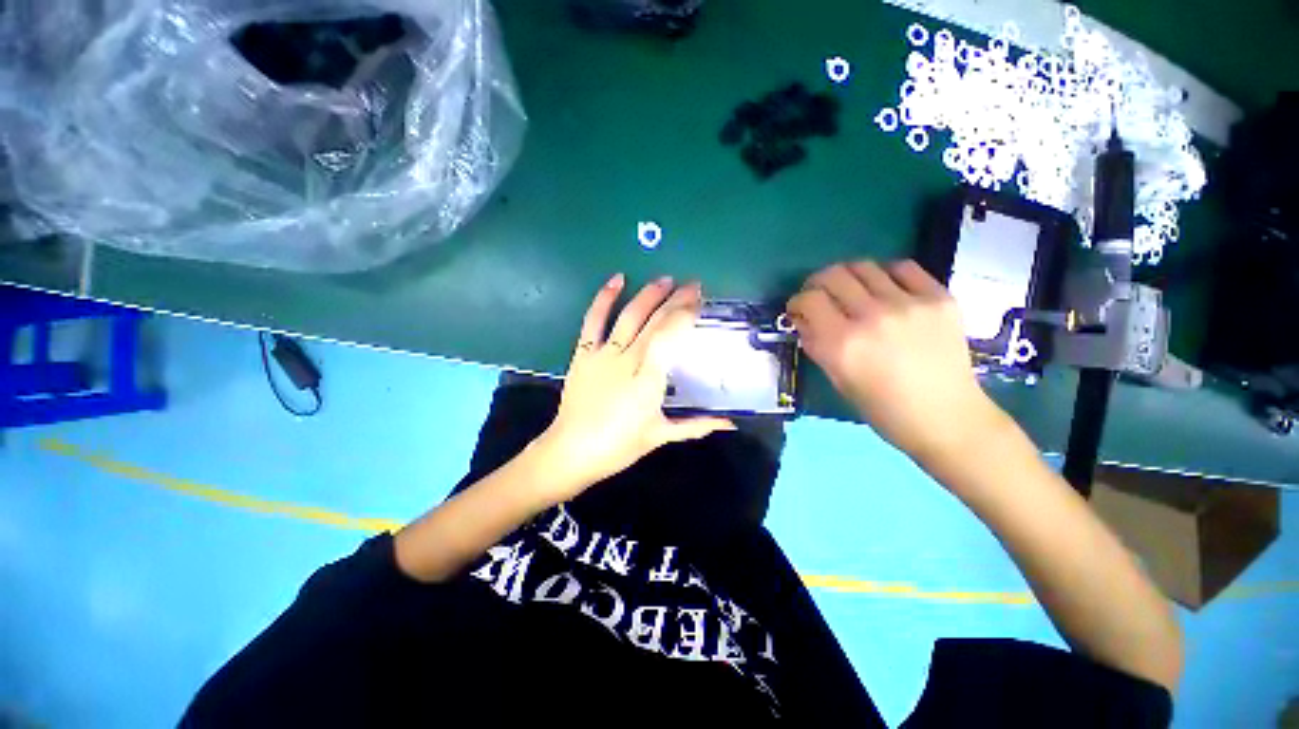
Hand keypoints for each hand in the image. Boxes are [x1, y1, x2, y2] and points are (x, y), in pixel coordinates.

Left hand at [531, 274, 735, 500]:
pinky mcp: (583, 353)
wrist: (572, 450)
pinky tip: (617, 280)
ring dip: (648, 295)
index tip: (700, 300)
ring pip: (629, 316)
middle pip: (654, 322)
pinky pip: (593, 321)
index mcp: (648, 379)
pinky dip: (604, 299)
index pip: (670, 336)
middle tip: (693, 285)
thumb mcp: (661, 436)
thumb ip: (697, 425)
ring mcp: (603, 354)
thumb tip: (731, 423)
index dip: (685, 314)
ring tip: (665, 279)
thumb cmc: (619, 446)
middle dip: (676, 300)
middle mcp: (627, 359)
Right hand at [787, 259, 1002, 465]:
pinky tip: (885, 289)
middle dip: (817, 283)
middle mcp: (872, 317)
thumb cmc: (882, 408)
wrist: (946, 416)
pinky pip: (903, 267)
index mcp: (843, 344)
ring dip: (849, 276)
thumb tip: (803, 318)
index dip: (797, 301)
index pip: (810, 299)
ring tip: (852, 291)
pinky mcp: (939, 297)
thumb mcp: (837, 378)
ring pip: (864, 266)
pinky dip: (886, 274)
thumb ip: (815, 343)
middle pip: (833, 275)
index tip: (799, 309)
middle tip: (821, 296)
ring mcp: (909, 304)